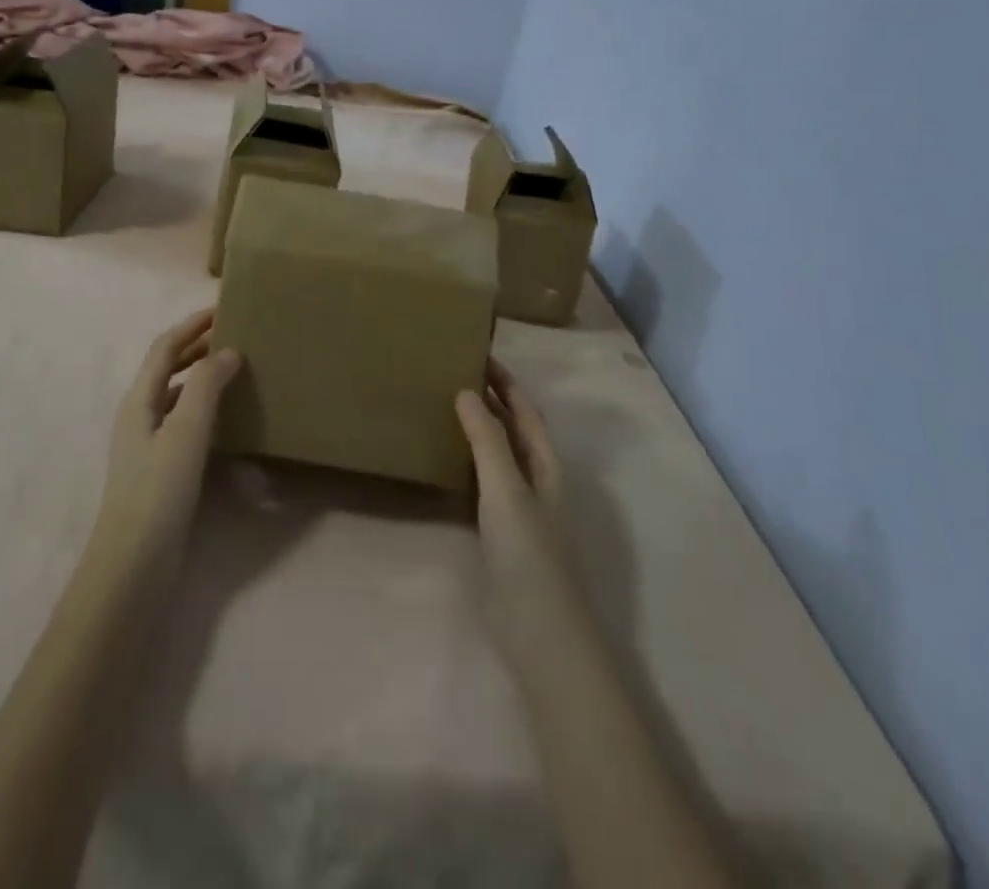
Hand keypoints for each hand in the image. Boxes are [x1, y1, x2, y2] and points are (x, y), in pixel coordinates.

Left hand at [95, 310, 241, 573]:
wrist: (135, 560)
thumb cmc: (159, 489)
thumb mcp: (186, 431)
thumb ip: (207, 386)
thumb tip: (228, 351)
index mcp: (139, 399)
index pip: (164, 348)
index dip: (191, 326)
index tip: (222, 310)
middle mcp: (139, 414)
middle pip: (167, 368)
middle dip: (196, 347)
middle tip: (233, 335)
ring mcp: (147, 442)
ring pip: (176, 394)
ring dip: (201, 375)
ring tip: (233, 369)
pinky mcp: (159, 467)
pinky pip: (183, 420)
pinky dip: (203, 406)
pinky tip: (225, 416)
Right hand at [457, 360, 586, 668]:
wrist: (541, 635)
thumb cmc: (529, 554)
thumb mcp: (507, 490)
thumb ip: (488, 441)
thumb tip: (467, 390)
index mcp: (545, 466)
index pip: (525, 412)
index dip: (505, 383)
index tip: (478, 353)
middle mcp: (535, 482)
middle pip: (513, 431)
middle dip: (490, 401)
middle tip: (453, 373)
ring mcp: (518, 510)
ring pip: (496, 457)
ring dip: (476, 431)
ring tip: (442, 406)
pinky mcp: (498, 535)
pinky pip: (480, 485)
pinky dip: (465, 464)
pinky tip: (442, 461)